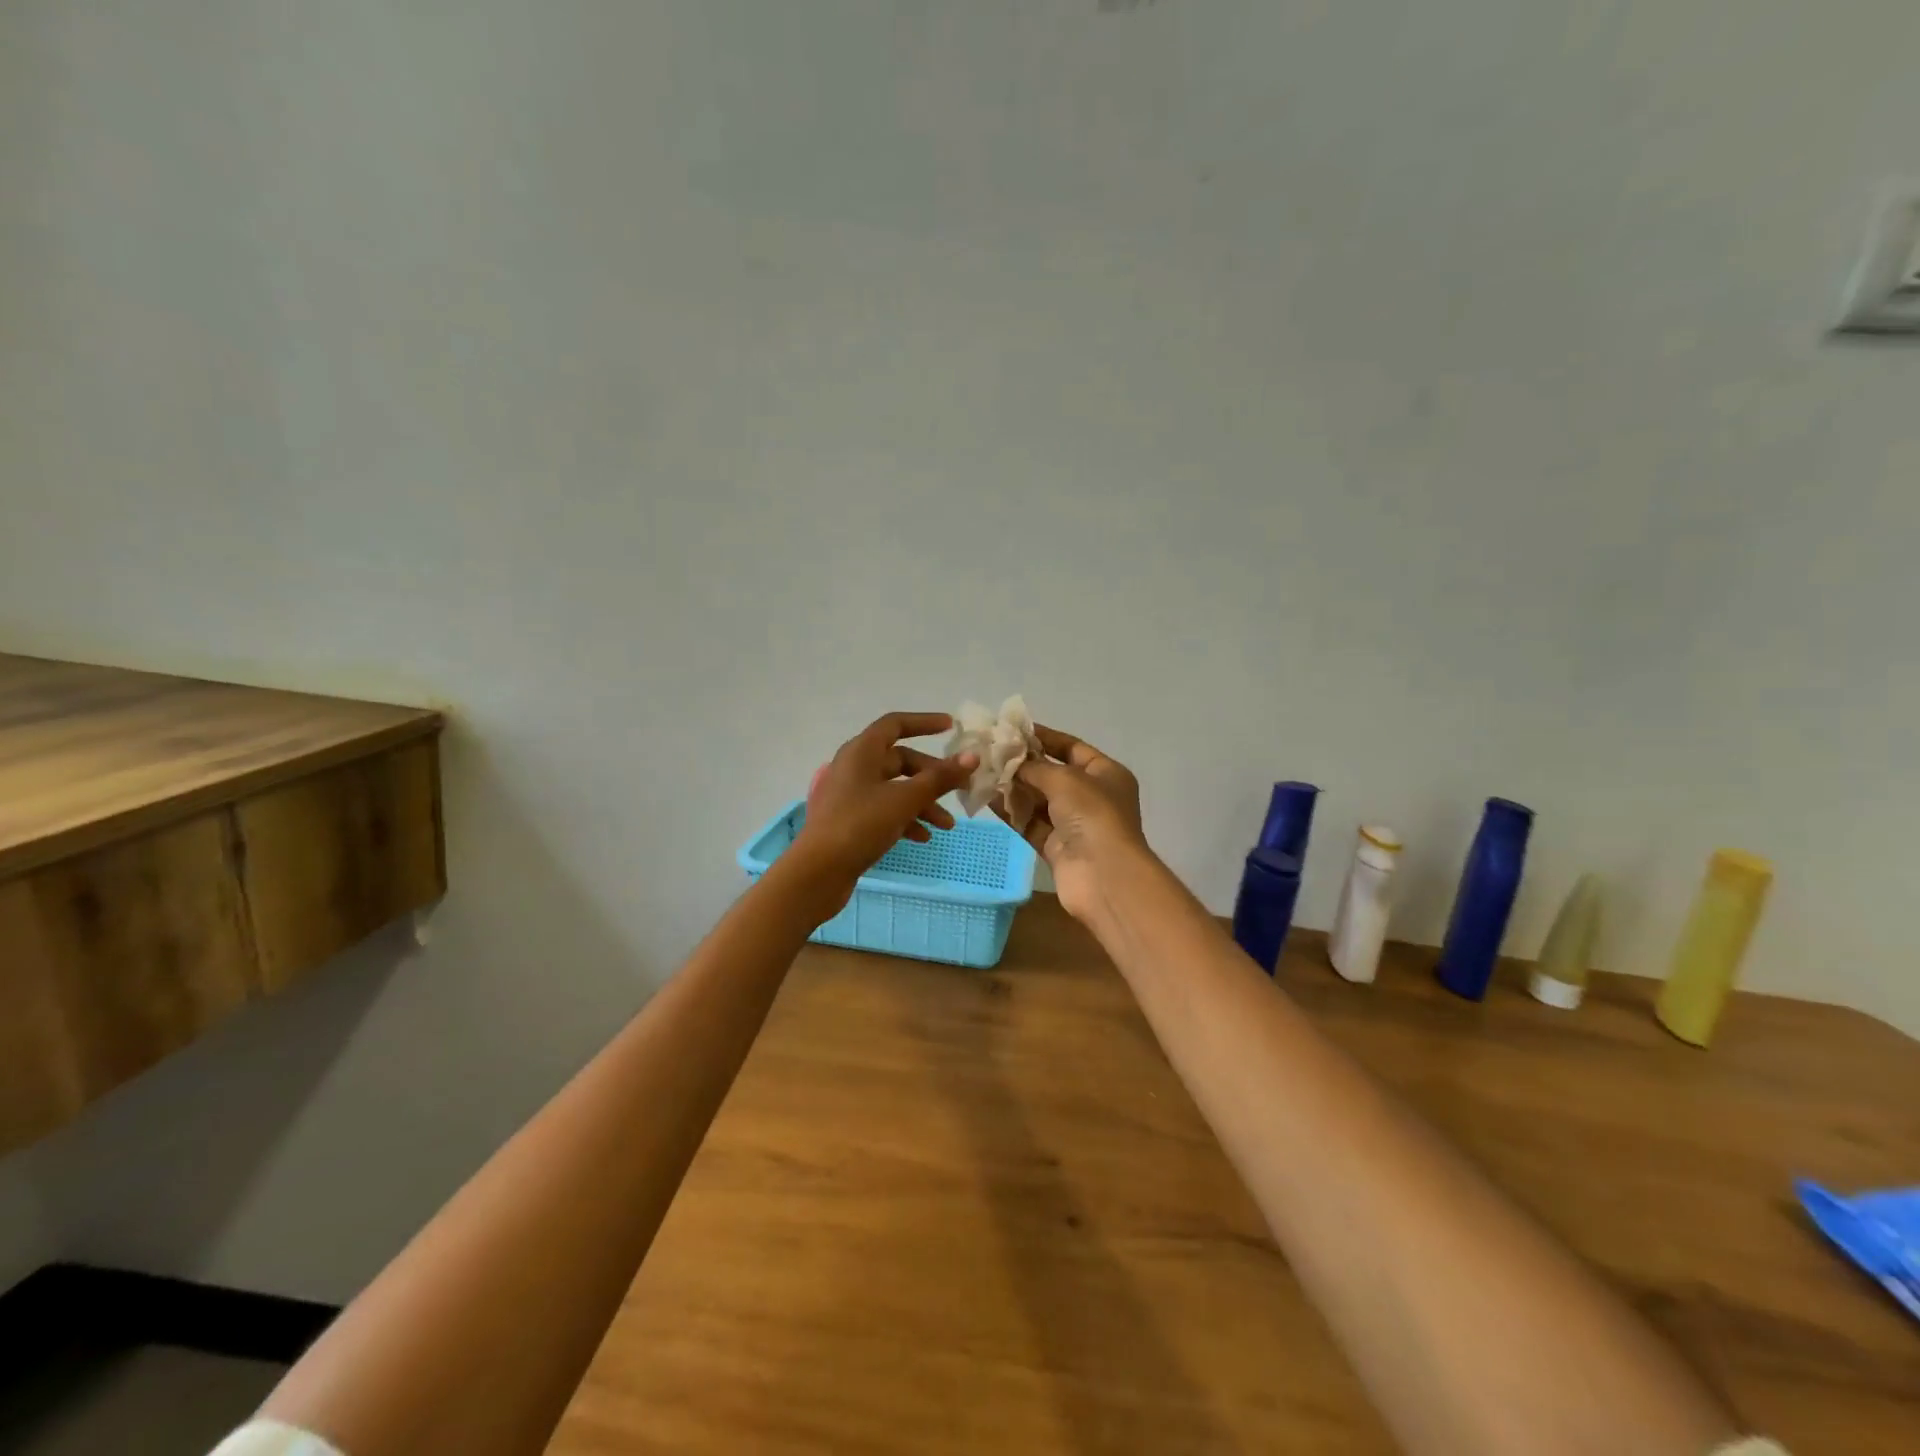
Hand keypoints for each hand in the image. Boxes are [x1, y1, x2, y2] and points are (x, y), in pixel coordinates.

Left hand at [789, 713, 977, 917]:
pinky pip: (884, 810)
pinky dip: (905, 819)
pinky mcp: (849, 820)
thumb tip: (972, 756)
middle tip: (959, 790)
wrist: (817, 872)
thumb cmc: (860, 825)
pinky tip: (923, 838)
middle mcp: (853, 767)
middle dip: (932, 776)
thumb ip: (940, 778)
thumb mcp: (905, 800)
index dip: (924, 722)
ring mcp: (849, 795)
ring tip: (946, 826)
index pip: (895, 725)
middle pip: (900, 760)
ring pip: (894, 788)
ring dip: (923, 802)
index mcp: (861, 751)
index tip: (951, 727)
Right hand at [999, 724, 1148, 921]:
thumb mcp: (1064, 779)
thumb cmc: (1093, 815)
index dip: (1044, 737)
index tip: (1013, 729)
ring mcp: (1074, 824)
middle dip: (1023, 764)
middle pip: (1052, 774)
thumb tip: (1011, 761)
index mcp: (1106, 774)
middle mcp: (1092, 796)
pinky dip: (1012, 812)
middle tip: (990, 751)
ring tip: (982, 772)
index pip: (1072, 747)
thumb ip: (1034, 767)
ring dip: (1013, 787)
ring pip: (1039, 800)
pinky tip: (987, 798)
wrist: (1104, 875)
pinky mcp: (1057, 847)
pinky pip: (1031, 824)